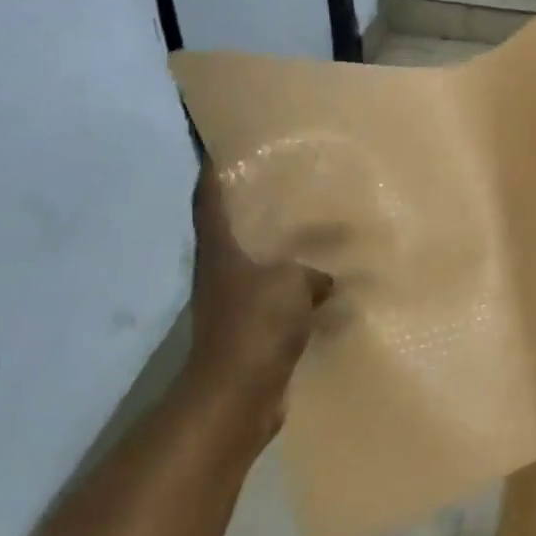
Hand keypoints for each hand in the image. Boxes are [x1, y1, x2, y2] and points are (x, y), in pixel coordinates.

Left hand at [184, 158, 332, 449]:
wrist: (238, 395)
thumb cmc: (255, 326)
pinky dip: (297, 286)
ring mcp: (235, 300)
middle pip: (234, 225)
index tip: (221, 140)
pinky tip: (326, 283)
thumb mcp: (291, 282)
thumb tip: (324, 278)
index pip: (209, 196)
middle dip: (253, 201)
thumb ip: (311, 270)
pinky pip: (278, 294)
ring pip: (259, 260)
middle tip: (287, 177)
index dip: (212, 167)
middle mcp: (222, 269)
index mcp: (221, 248)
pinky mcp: (253, 328)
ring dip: (281, 246)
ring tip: (314, 226)